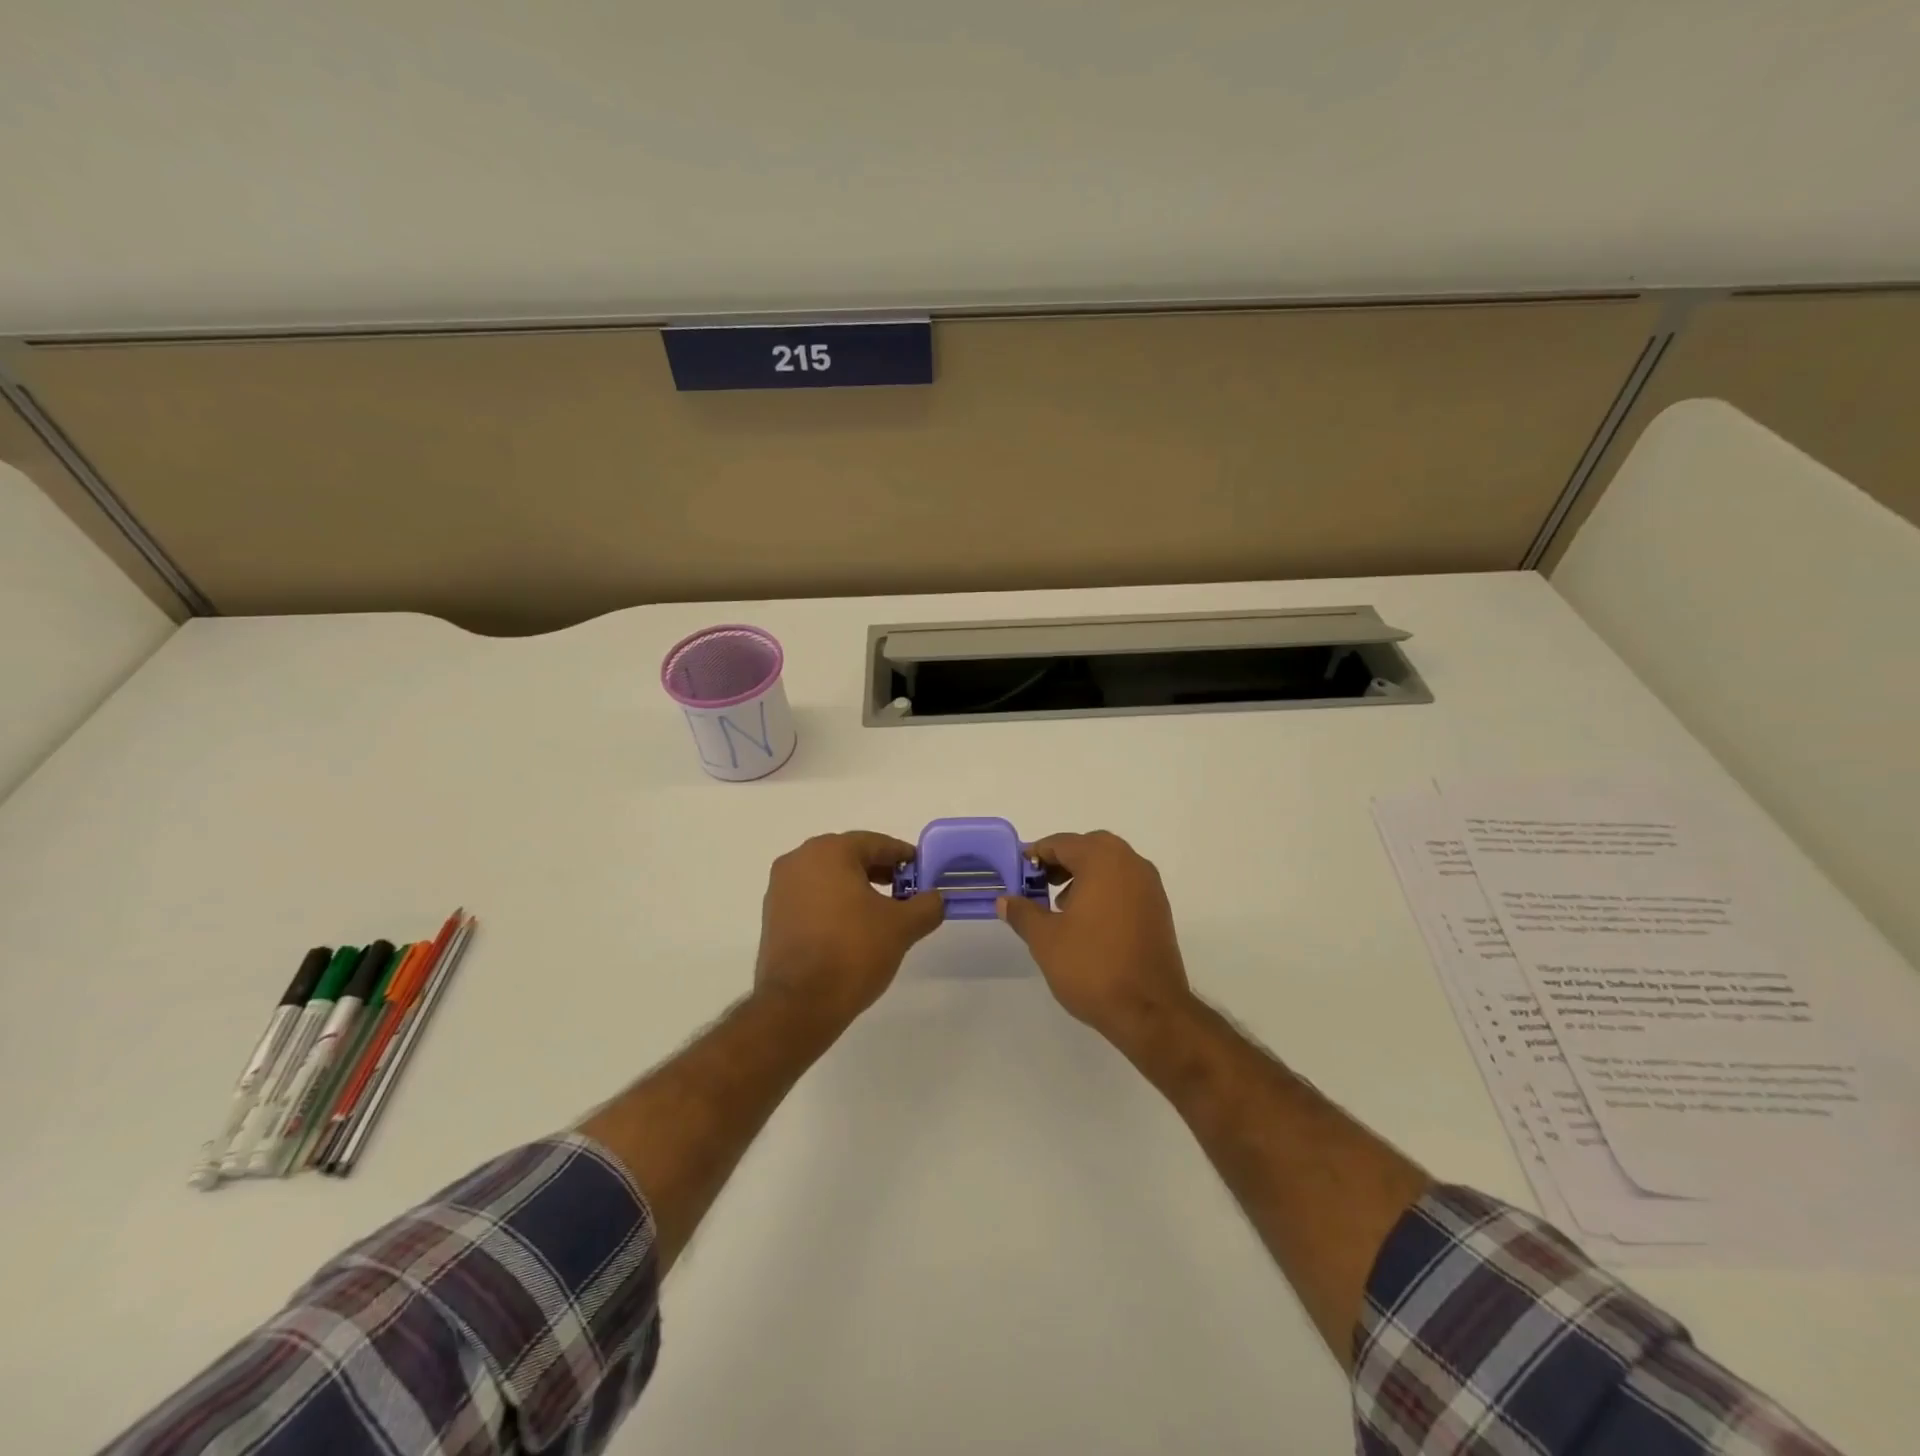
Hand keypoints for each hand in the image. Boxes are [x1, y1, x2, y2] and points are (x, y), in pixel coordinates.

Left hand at [753, 832, 945, 1029]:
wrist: (798, 1005)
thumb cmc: (853, 952)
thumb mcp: (902, 927)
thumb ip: (926, 905)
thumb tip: (935, 898)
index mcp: (828, 852)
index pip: (875, 843)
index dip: (903, 856)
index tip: (922, 872)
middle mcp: (799, 861)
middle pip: (849, 857)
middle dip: (880, 872)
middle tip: (906, 892)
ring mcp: (780, 889)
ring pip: (828, 878)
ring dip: (856, 889)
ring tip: (882, 914)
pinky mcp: (772, 917)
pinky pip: (811, 899)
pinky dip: (834, 905)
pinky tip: (852, 929)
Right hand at [996, 830, 1194, 1051]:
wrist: (1150, 1010)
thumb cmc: (1092, 966)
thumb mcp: (1045, 939)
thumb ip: (1022, 913)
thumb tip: (1005, 900)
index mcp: (1102, 860)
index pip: (1062, 842)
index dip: (1036, 855)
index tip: (1018, 874)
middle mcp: (1131, 863)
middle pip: (1089, 847)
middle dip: (1062, 861)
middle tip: (1039, 884)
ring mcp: (1150, 886)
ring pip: (1111, 865)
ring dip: (1084, 875)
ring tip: (1060, 906)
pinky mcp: (1159, 910)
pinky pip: (1125, 885)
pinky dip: (1104, 890)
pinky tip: (1088, 922)